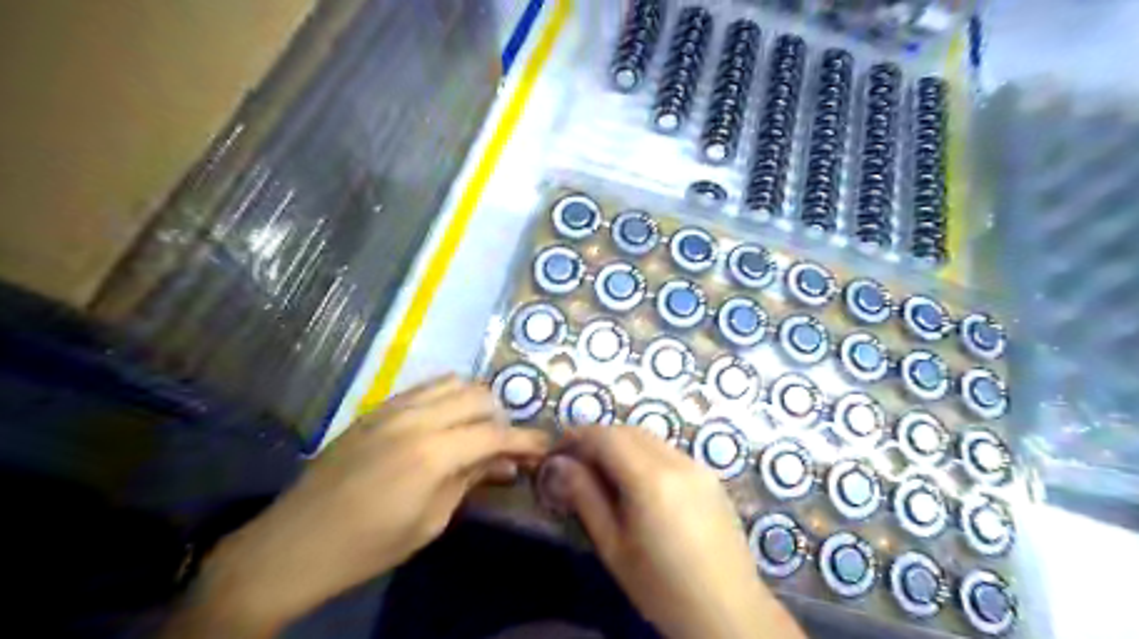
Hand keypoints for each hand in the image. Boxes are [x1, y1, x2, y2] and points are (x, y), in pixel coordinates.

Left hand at [166, 378, 551, 636]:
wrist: (293, 544)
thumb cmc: (368, 545)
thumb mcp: (430, 522)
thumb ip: (470, 480)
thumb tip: (506, 463)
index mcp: (433, 453)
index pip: (496, 434)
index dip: (526, 440)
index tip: (546, 446)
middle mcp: (416, 418)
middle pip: (478, 397)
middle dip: (501, 419)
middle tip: (505, 447)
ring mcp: (393, 408)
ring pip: (453, 382)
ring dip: (475, 402)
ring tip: (477, 430)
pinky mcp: (376, 408)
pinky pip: (423, 387)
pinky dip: (446, 397)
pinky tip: (446, 420)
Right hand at [540, 427, 797, 638]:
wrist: (728, 611)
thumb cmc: (662, 587)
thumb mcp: (613, 547)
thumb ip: (586, 497)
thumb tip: (560, 465)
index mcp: (651, 479)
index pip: (606, 437)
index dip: (577, 437)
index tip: (557, 451)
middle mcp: (677, 461)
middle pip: (628, 431)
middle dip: (598, 438)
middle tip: (576, 462)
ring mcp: (698, 466)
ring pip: (650, 438)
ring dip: (622, 444)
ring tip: (603, 472)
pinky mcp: (710, 476)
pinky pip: (669, 452)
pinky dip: (645, 454)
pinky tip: (638, 482)